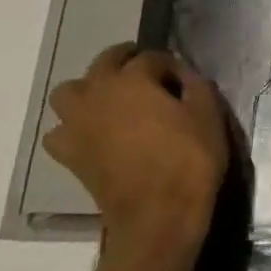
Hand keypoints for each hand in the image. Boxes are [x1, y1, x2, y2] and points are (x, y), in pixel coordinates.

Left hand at [44, 43, 227, 256]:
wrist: (159, 213)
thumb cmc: (189, 159)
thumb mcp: (209, 115)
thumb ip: (197, 87)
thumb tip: (185, 77)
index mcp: (132, 79)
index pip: (150, 57)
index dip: (171, 64)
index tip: (186, 79)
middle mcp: (97, 93)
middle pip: (105, 61)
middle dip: (127, 62)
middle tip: (150, 76)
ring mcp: (76, 123)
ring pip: (69, 91)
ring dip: (90, 90)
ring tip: (113, 102)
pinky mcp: (69, 153)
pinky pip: (61, 130)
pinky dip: (75, 127)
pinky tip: (95, 135)